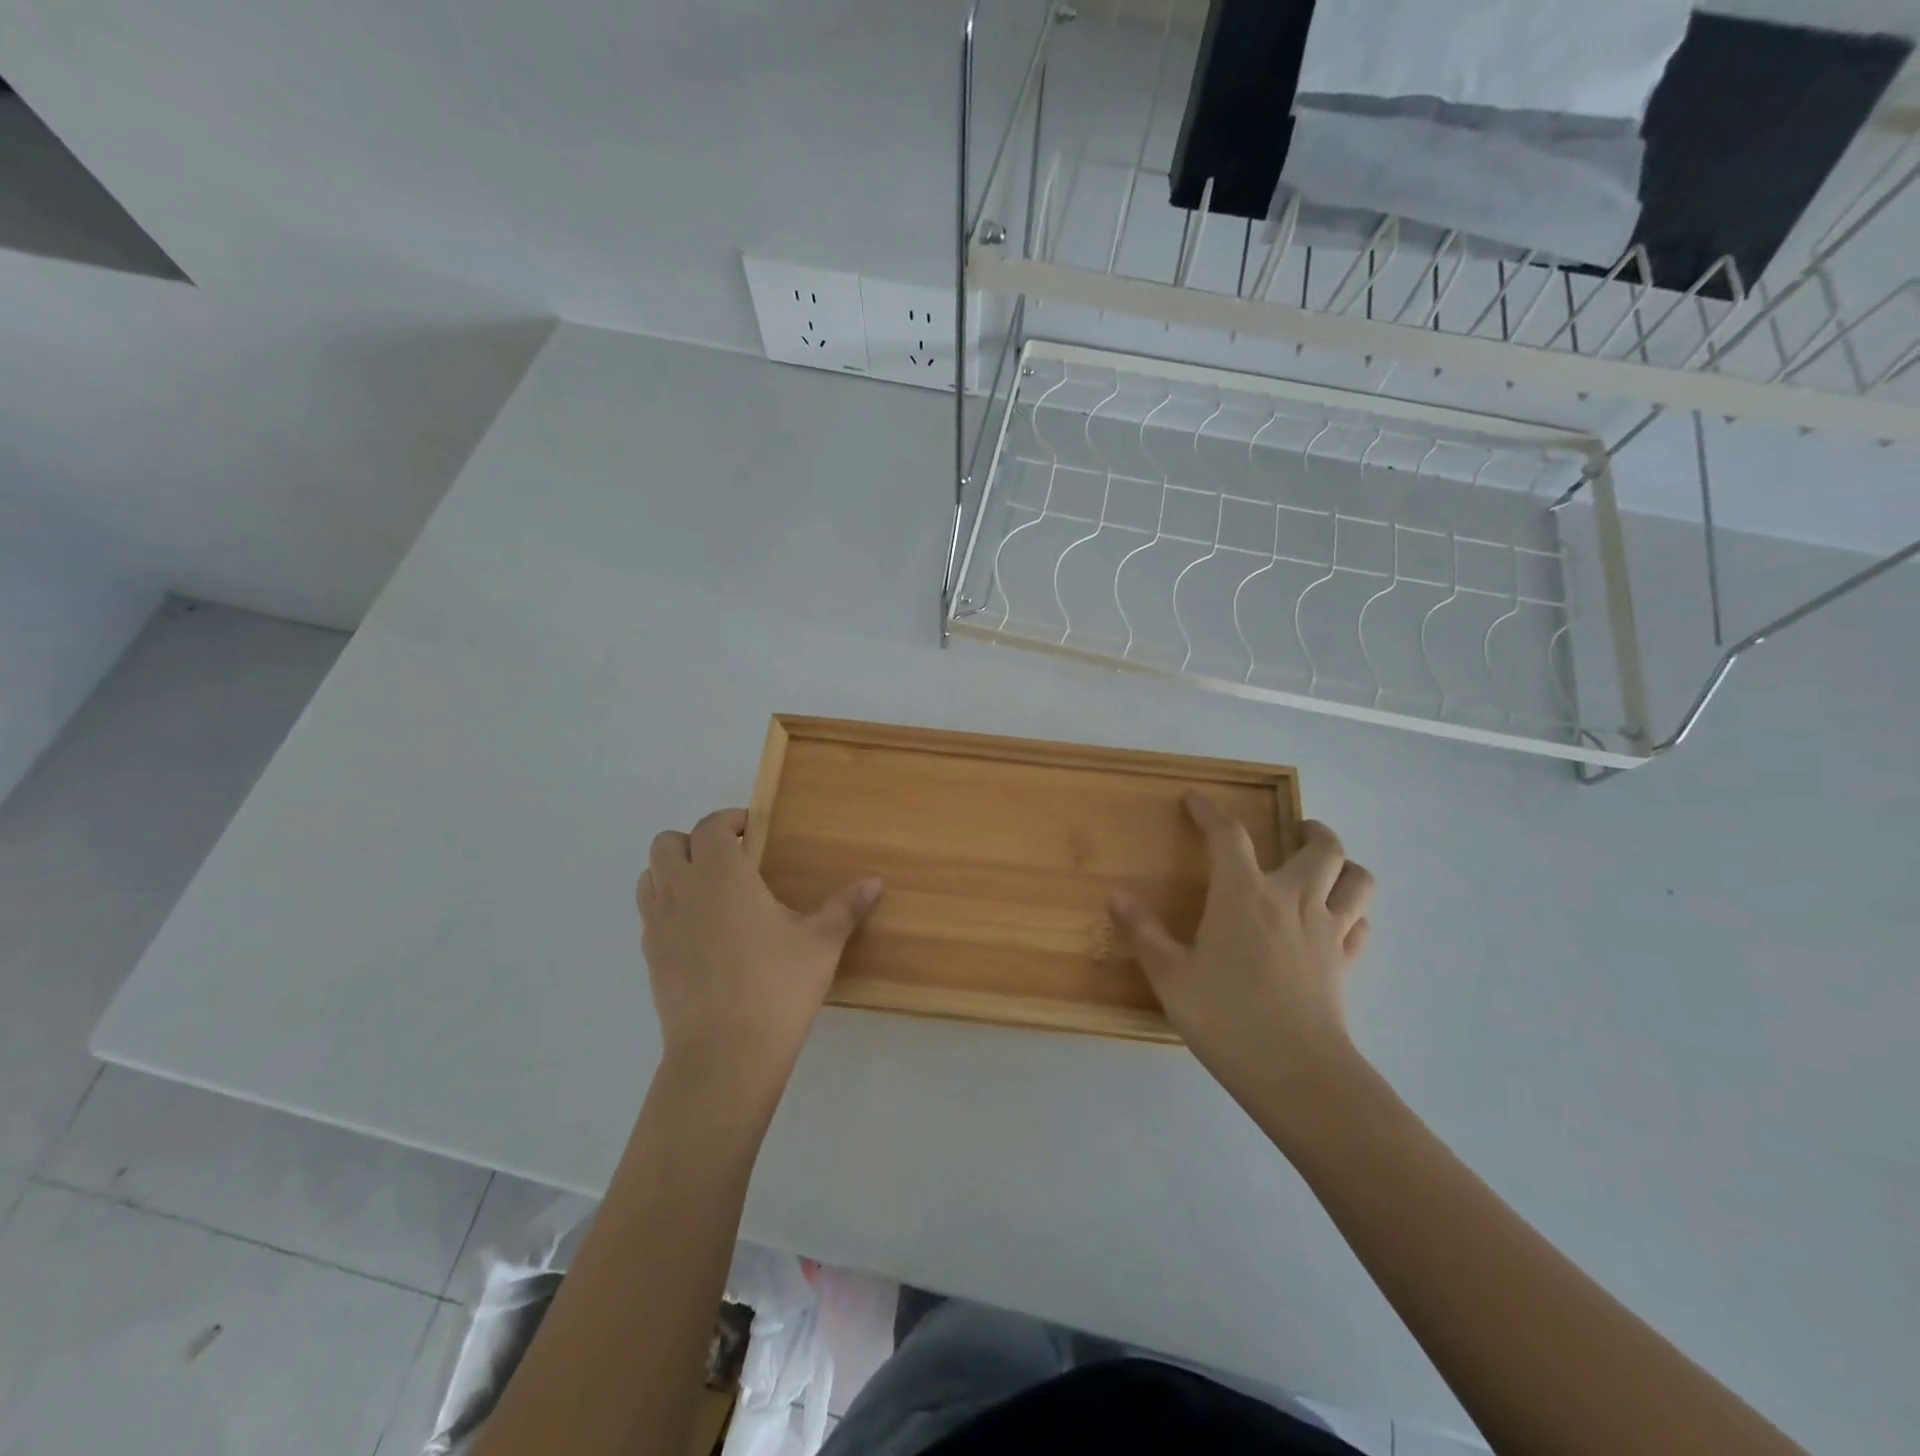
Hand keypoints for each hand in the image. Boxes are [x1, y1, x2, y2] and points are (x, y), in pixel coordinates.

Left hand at [637, 808, 881, 1091]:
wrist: (724, 1055)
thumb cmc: (776, 986)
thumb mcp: (821, 943)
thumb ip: (846, 907)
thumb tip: (876, 882)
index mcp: (721, 875)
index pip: (709, 826)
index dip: (729, 820)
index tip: (753, 830)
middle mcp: (682, 891)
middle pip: (667, 844)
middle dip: (694, 842)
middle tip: (731, 859)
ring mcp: (658, 926)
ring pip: (650, 878)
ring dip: (673, 872)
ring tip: (710, 892)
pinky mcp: (650, 960)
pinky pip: (649, 916)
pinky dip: (668, 909)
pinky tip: (701, 934)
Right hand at [1110, 792, 1372, 1106]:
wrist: (1295, 1072)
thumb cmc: (1225, 1017)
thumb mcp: (1170, 976)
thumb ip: (1143, 932)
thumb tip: (1117, 896)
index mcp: (1244, 894)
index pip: (1229, 835)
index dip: (1210, 811)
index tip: (1195, 799)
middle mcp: (1292, 900)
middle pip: (1322, 847)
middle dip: (1311, 829)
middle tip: (1295, 830)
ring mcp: (1327, 931)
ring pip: (1358, 880)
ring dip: (1346, 865)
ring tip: (1325, 867)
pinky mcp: (1346, 963)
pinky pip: (1361, 925)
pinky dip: (1352, 913)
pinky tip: (1336, 922)